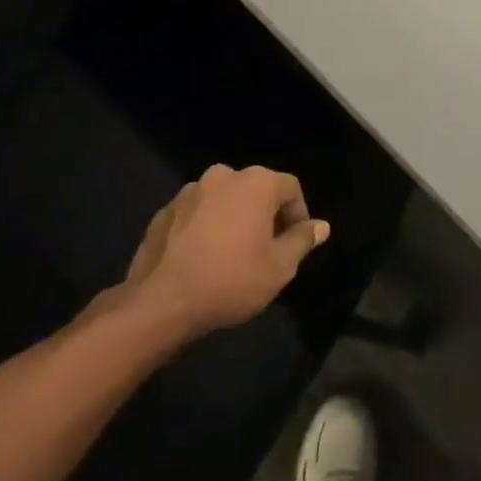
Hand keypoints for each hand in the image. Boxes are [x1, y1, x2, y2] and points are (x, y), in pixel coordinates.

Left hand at [111, 164, 329, 341]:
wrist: (160, 304)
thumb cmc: (230, 281)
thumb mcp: (279, 267)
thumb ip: (302, 240)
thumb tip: (321, 226)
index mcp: (256, 183)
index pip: (290, 188)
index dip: (298, 215)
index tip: (295, 243)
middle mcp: (223, 176)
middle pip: (256, 190)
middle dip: (264, 215)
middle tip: (265, 249)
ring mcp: (189, 192)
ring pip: (223, 200)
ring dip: (232, 219)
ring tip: (231, 254)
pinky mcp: (164, 212)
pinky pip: (196, 214)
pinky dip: (204, 228)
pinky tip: (202, 259)